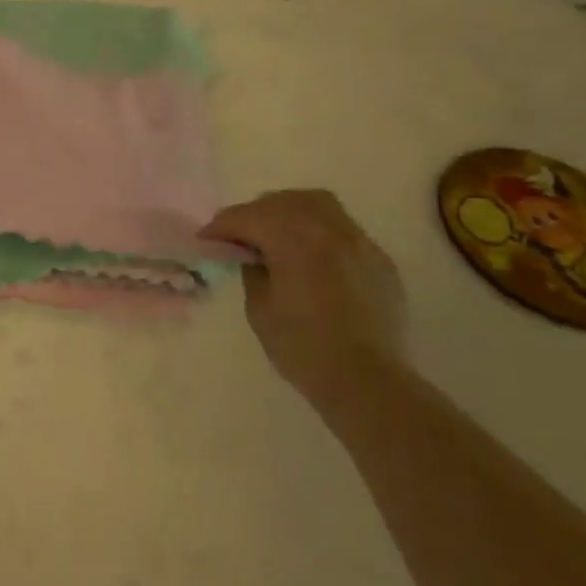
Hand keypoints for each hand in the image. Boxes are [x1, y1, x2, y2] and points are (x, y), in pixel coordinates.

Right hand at [198, 190, 406, 407]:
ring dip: (289, 212)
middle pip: (283, 202)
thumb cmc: (304, 348)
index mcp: (295, 239)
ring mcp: (359, 242)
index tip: (206, 240)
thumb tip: (254, 256)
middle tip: (239, 237)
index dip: (221, 226)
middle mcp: (329, 230)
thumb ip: (253, 271)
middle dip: (254, 214)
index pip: (248, 216)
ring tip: (276, 235)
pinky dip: (319, 232)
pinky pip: (342, 230)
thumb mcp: (259, 308)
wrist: (368, 383)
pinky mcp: (379, 261)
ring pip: (318, 204)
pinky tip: (312, 257)